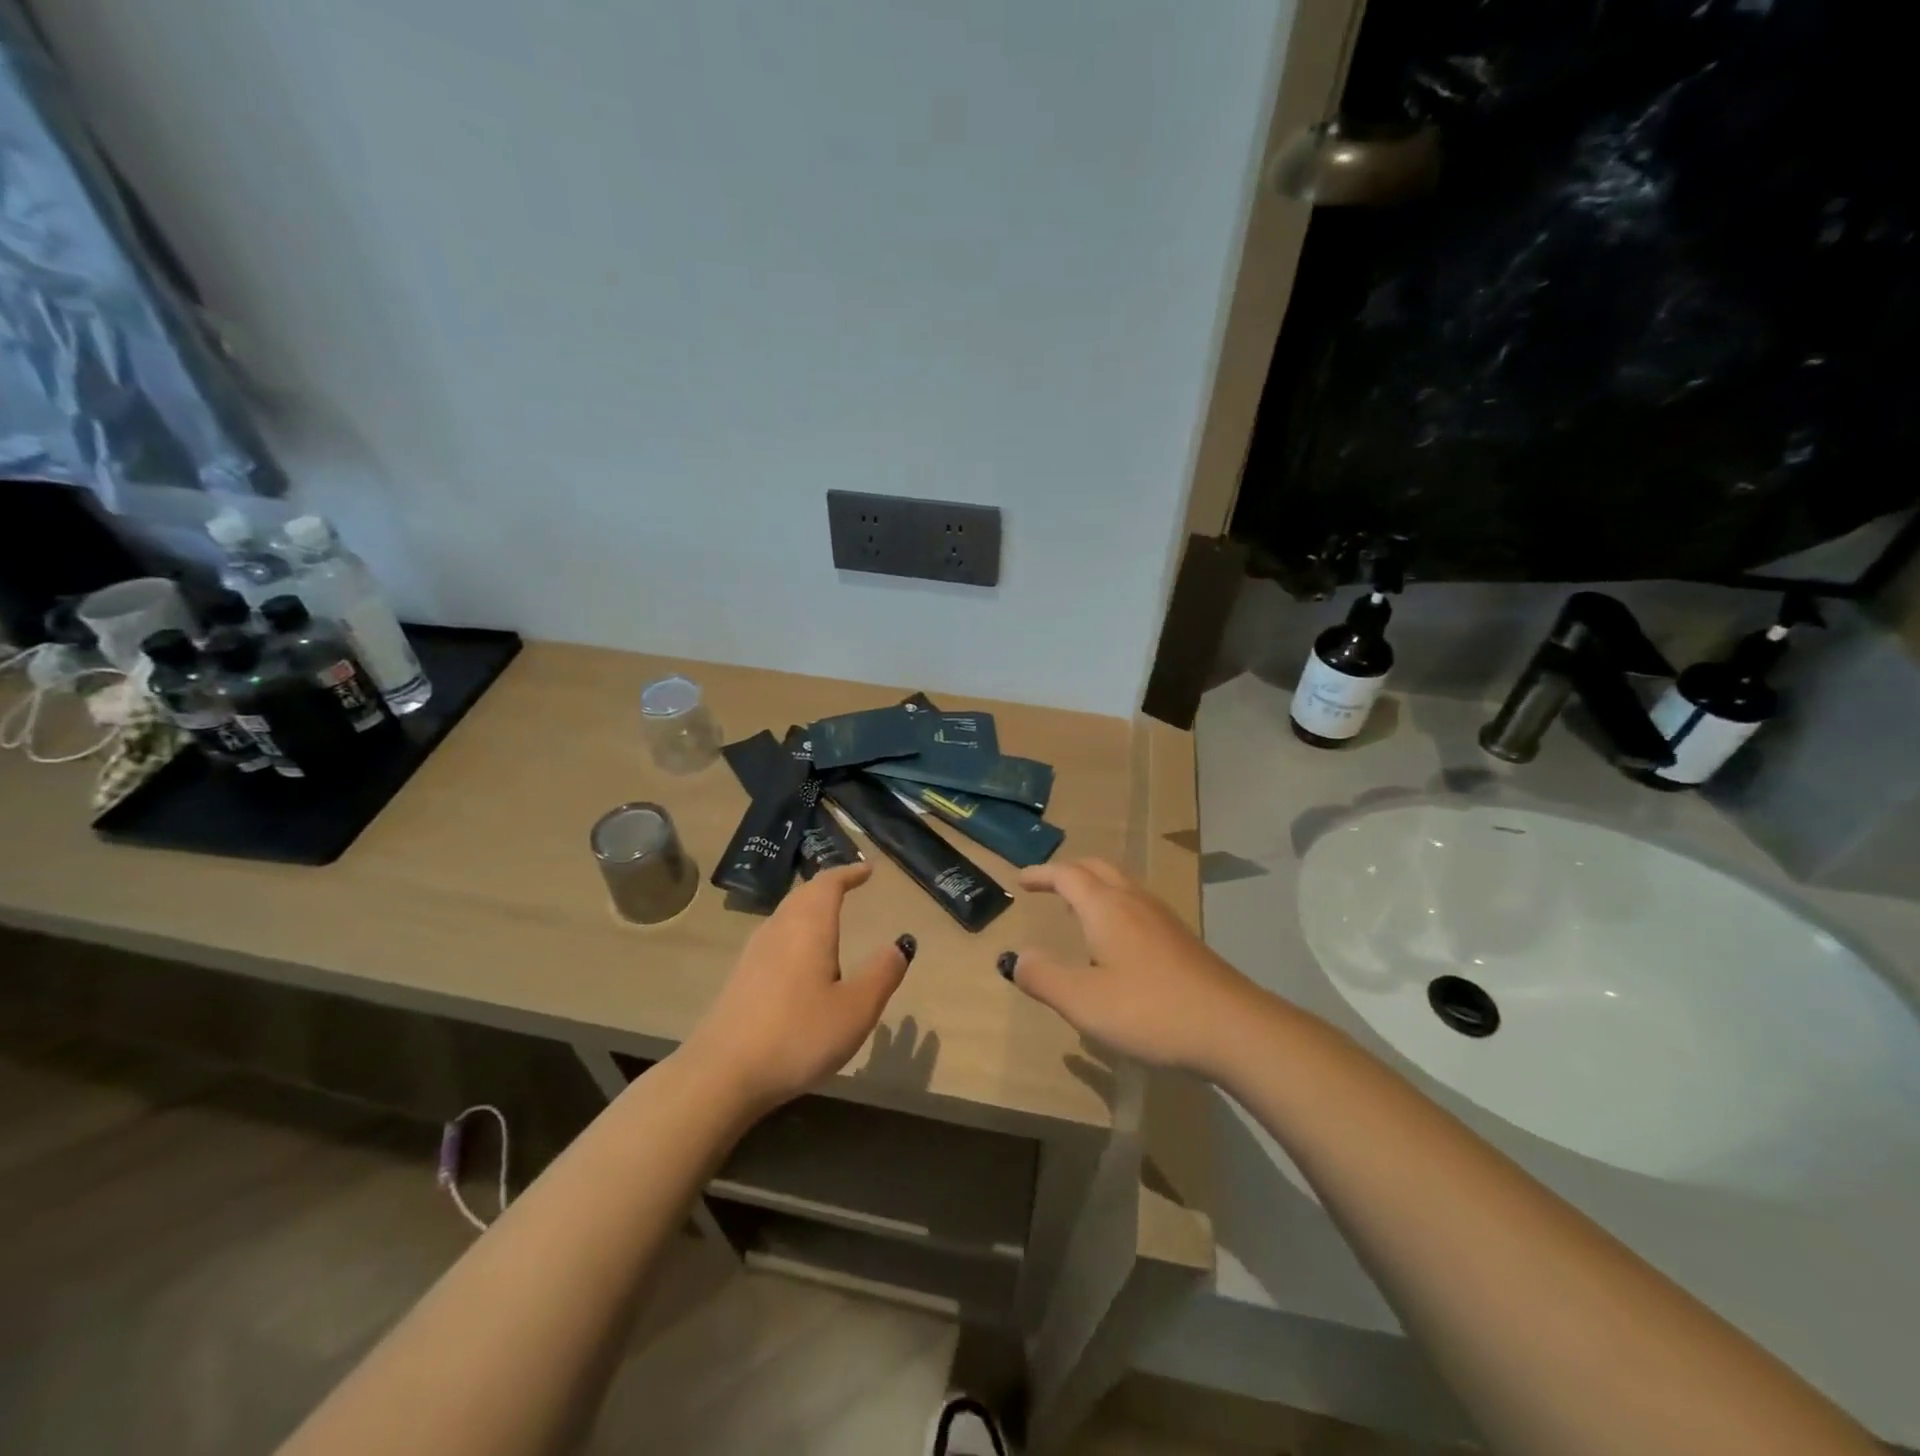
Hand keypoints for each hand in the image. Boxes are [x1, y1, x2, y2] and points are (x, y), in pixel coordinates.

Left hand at [683, 862, 912, 1113]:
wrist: (722, 1074)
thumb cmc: (798, 1035)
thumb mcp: (855, 1009)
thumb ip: (882, 973)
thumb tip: (901, 943)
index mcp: (808, 927)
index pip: (828, 884)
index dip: (849, 873)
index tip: (867, 869)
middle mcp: (778, 929)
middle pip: (803, 894)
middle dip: (828, 886)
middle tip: (849, 884)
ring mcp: (754, 953)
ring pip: (786, 915)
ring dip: (808, 907)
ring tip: (828, 915)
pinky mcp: (741, 978)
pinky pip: (775, 937)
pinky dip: (795, 931)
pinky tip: (799, 957)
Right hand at [1002, 858, 1261, 1075]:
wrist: (1232, 1027)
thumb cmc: (1149, 1010)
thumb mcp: (1083, 1001)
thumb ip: (1044, 977)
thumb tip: (1016, 958)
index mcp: (1106, 907)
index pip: (1067, 875)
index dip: (1042, 874)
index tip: (1021, 880)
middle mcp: (1134, 902)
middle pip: (1098, 868)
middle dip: (1069, 871)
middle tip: (1047, 885)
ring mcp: (1163, 918)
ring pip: (1122, 884)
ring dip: (1094, 887)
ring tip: (1078, 908)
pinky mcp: (1182, 939)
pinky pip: (1139, 905)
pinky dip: (1116, 906)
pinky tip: (1117, 940)